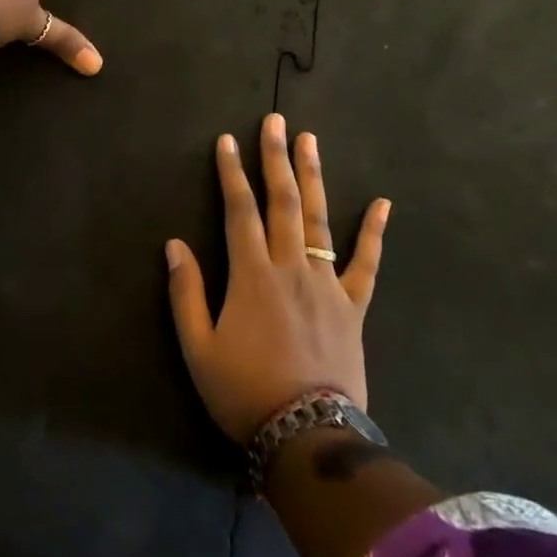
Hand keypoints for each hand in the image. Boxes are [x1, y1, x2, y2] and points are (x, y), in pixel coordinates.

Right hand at [165, 114, 390, 443]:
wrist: (306, 435)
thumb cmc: (244, 391)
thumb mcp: (198, 347)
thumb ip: (186, 292)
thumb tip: (174, 244)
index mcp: (251, 274)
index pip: (239, 210)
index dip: (231, 174)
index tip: (227, 141)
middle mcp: (290, 267)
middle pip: (283, 202)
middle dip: (275, 158)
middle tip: (275, 121)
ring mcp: (327, 284)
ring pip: (320, 220)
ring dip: (313, 177)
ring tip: (309, 140)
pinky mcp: (353, 306)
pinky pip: (366, 264)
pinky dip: (374, 233)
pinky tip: (382, 203)